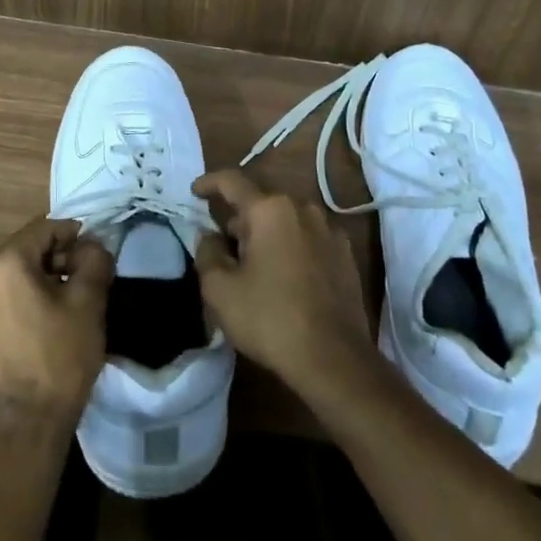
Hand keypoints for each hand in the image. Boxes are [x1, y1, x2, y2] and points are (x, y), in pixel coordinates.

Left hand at [0, 216, 114, 444]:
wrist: (25, 428)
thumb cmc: (60, 357)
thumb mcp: (89, 302)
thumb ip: (93, 259)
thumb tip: (90, 245)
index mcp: (3, 262)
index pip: (44, 229)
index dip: (73, 236)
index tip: (93, 255)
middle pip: (23, 256)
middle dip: (52, 264)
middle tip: (80, 286)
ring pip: (6, 287)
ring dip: (30, 291)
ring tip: (55, 316)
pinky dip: (11, 317)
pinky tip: (29, 340)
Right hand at [192, 170, 372, 395]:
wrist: (334, 359)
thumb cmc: (270, 318)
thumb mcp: (220, 290)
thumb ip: (207, 253)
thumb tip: (209, 235)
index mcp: (270, 209)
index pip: (233, 182)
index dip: (210, 183)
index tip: (195, 191)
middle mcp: (303, 208)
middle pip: (262, 201)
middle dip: (239, 216)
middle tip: (223, 242)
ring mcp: (329, 230)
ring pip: (287, 218)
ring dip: (267, 231)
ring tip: (253, 261)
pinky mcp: (345, 255)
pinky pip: (308, 237)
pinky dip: (291, 245)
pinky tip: (284, 274)